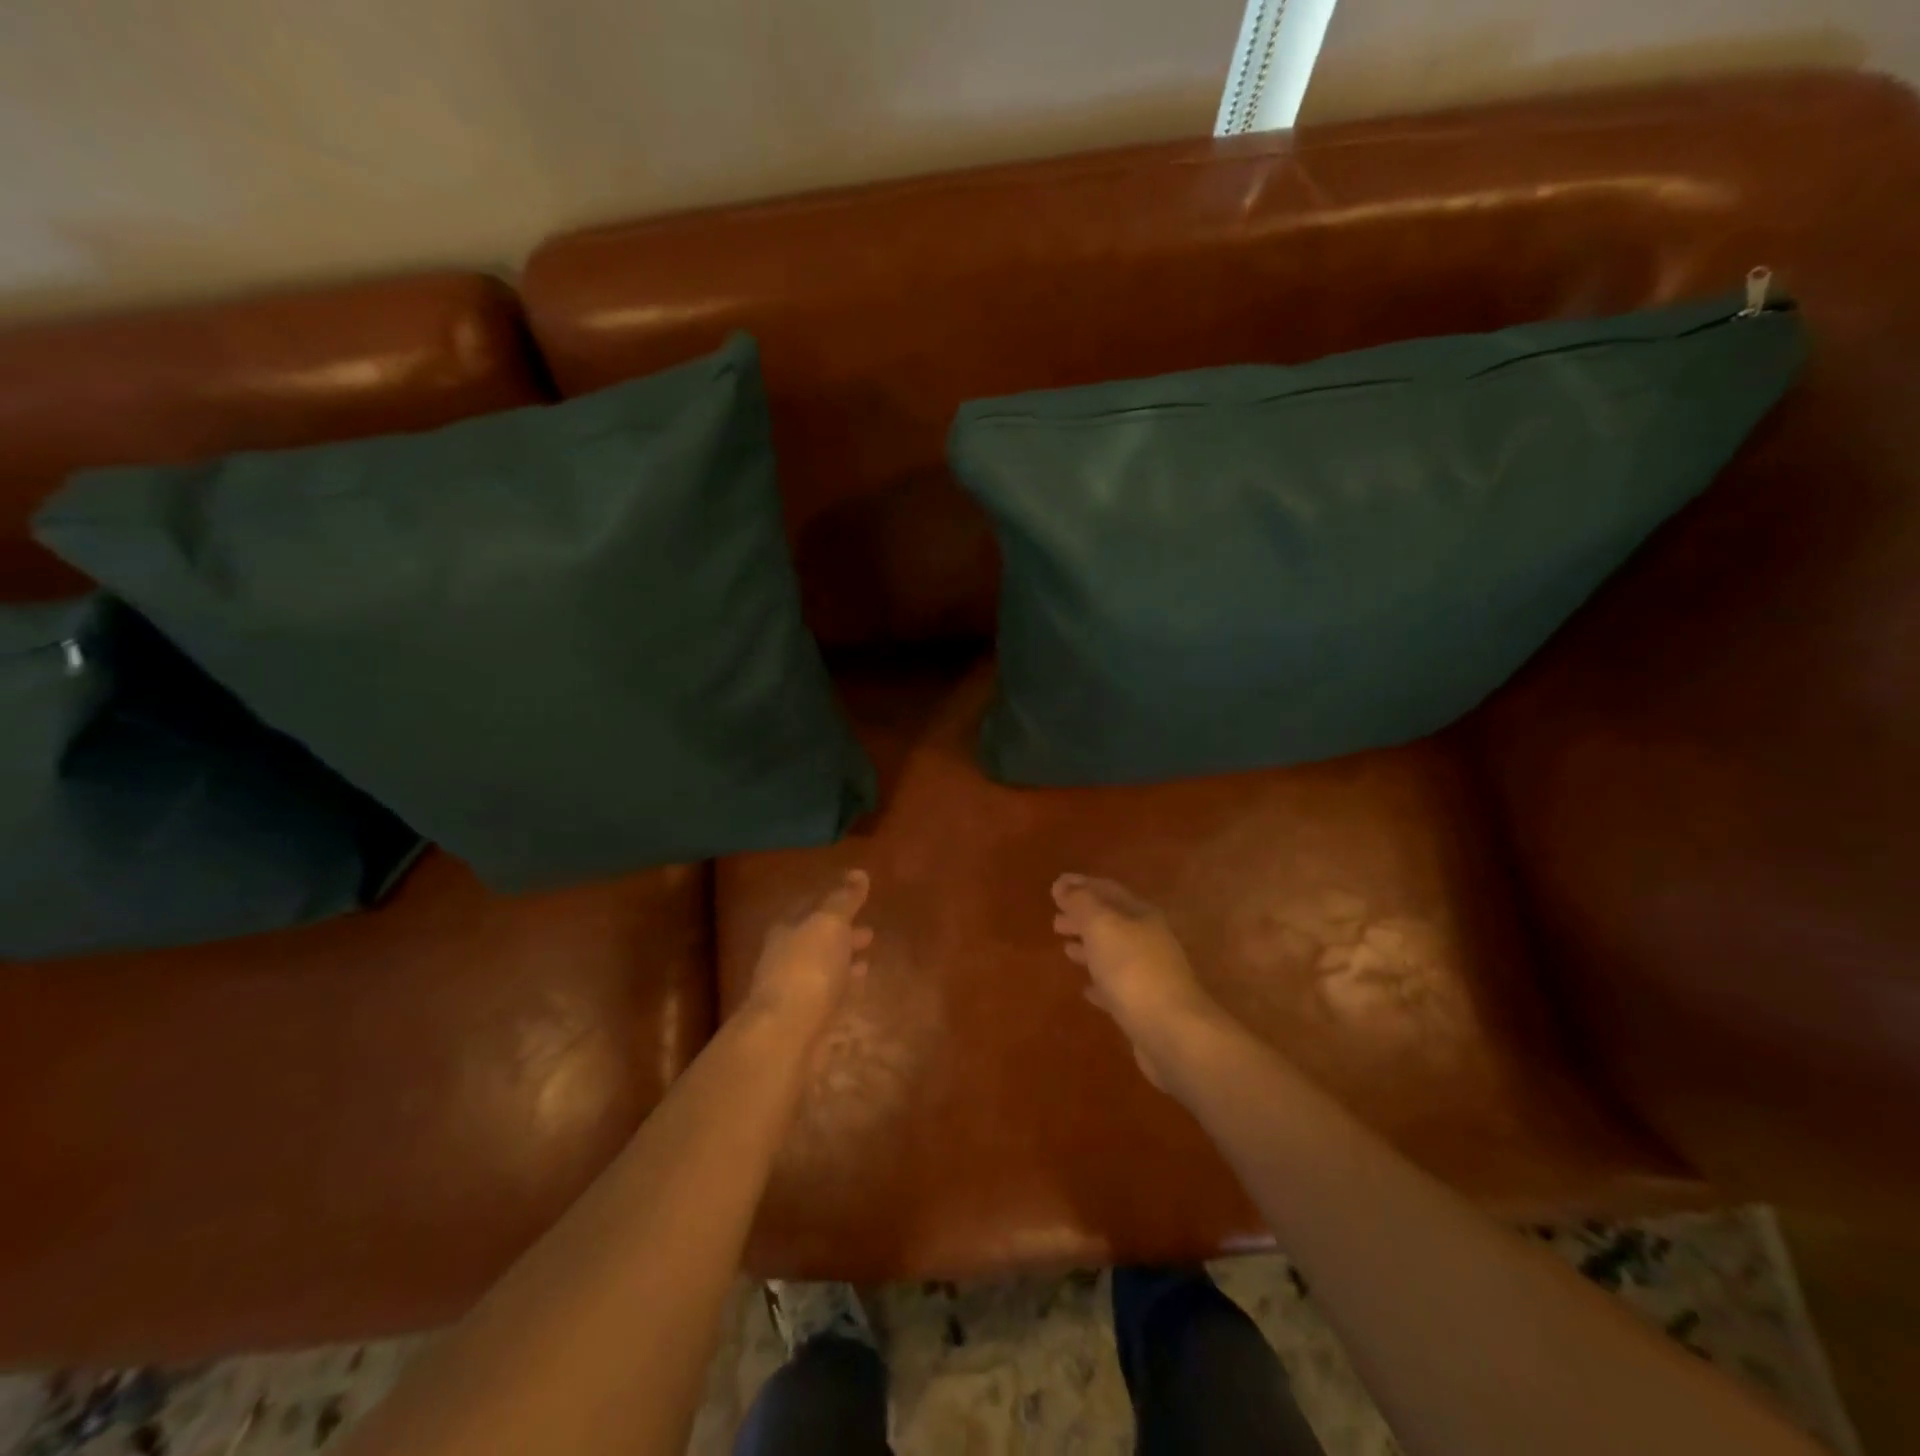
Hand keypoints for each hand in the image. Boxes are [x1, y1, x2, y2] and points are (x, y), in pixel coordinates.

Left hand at [745, 870, 872, 1031]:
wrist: (786, 1034)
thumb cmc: (807, 968)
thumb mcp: (829, 923)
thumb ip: (844, 899)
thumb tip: (858, 872)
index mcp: (786, 930)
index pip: (809, 908)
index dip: (832, 902)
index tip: (856, 899)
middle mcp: (785, 958)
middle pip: (817, 940)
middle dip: (841, 934)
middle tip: (869, 931)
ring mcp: (795, 990)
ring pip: (824, 968)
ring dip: (844, 961)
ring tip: (868, 957)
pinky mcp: (807, 1019)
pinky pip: (831, 994)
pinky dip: (846, 985)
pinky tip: (861, 982)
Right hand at [1052, 874, 1226, 1089]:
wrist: (1172, 1032)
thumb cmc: (1132, 970)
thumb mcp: (1101, 926)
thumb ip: (1081, 903)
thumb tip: (1063, 884)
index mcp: (1141, 915)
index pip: (1107, 890)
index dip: (1080, 885)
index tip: (1055, 886)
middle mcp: (1148, 940)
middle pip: (1111, 921)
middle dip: (1083, 918)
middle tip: (1055, 921)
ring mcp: (1149, 974)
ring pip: (1113, 953)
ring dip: (1089, 947)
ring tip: (1066, 949)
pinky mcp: (1145, 1006)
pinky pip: (1116, 986)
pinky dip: (1099, 982)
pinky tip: (1086, 990)